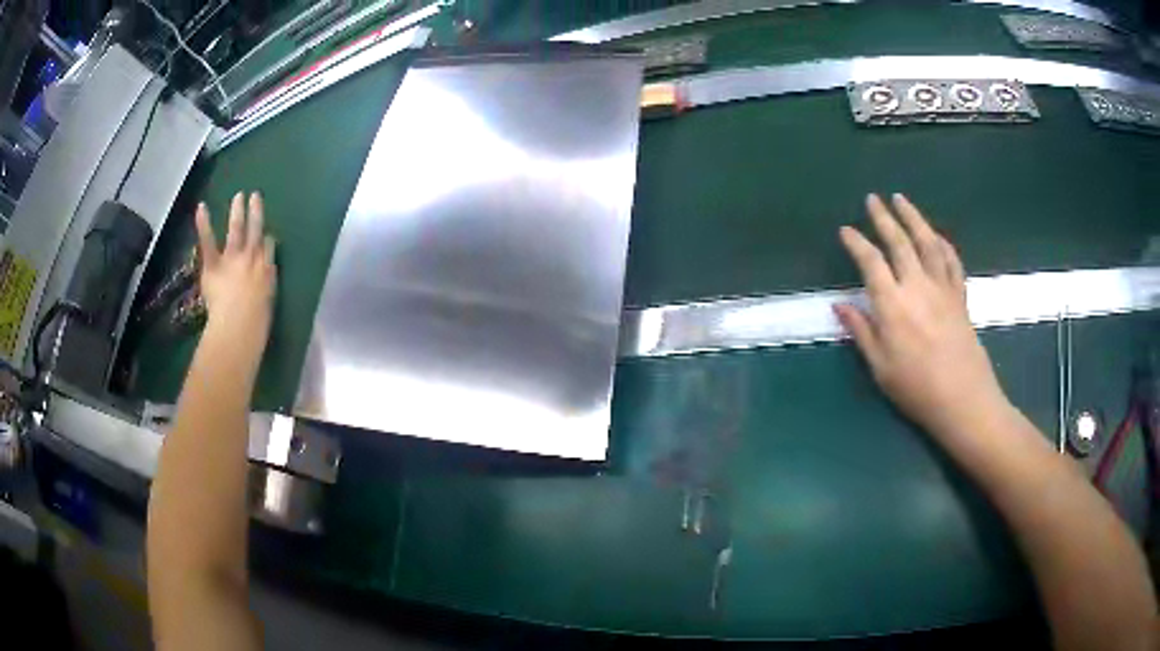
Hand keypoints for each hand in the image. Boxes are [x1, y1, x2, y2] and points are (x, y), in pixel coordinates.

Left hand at [195, 192, 276, 343]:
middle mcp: (252, 257)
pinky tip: (201, 207)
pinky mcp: (214, 264)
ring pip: (237, 229)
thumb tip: (261, 288)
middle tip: (255, 197)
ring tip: (238, 196)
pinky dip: (204, 223)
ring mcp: (232, 258)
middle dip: (256, 212)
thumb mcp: (267, 306)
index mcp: (266, 270)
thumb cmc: (255, 326)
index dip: (266, 240)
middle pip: (255, 230)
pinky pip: (208, 241)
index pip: (268, 248)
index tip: (266, 235)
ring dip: (237, 211)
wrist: (238, 326)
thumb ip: (264, 291)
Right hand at [834, 194, 1008, 440]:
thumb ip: (862, 332)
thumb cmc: (917, 389)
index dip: (856, 243)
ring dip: (913, 218)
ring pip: (927, 243)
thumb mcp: (880, 368)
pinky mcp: (960, 296)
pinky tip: (937, 235)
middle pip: (899, 242)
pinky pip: (952, 261)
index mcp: (893, 305)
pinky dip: (943, 244)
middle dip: (884, 218)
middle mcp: (918, 286)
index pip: (871, 263)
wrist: (964, 400)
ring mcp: (942, 288)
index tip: (845, 230)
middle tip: (873, 199)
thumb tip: (839, 305)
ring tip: (901, 200)